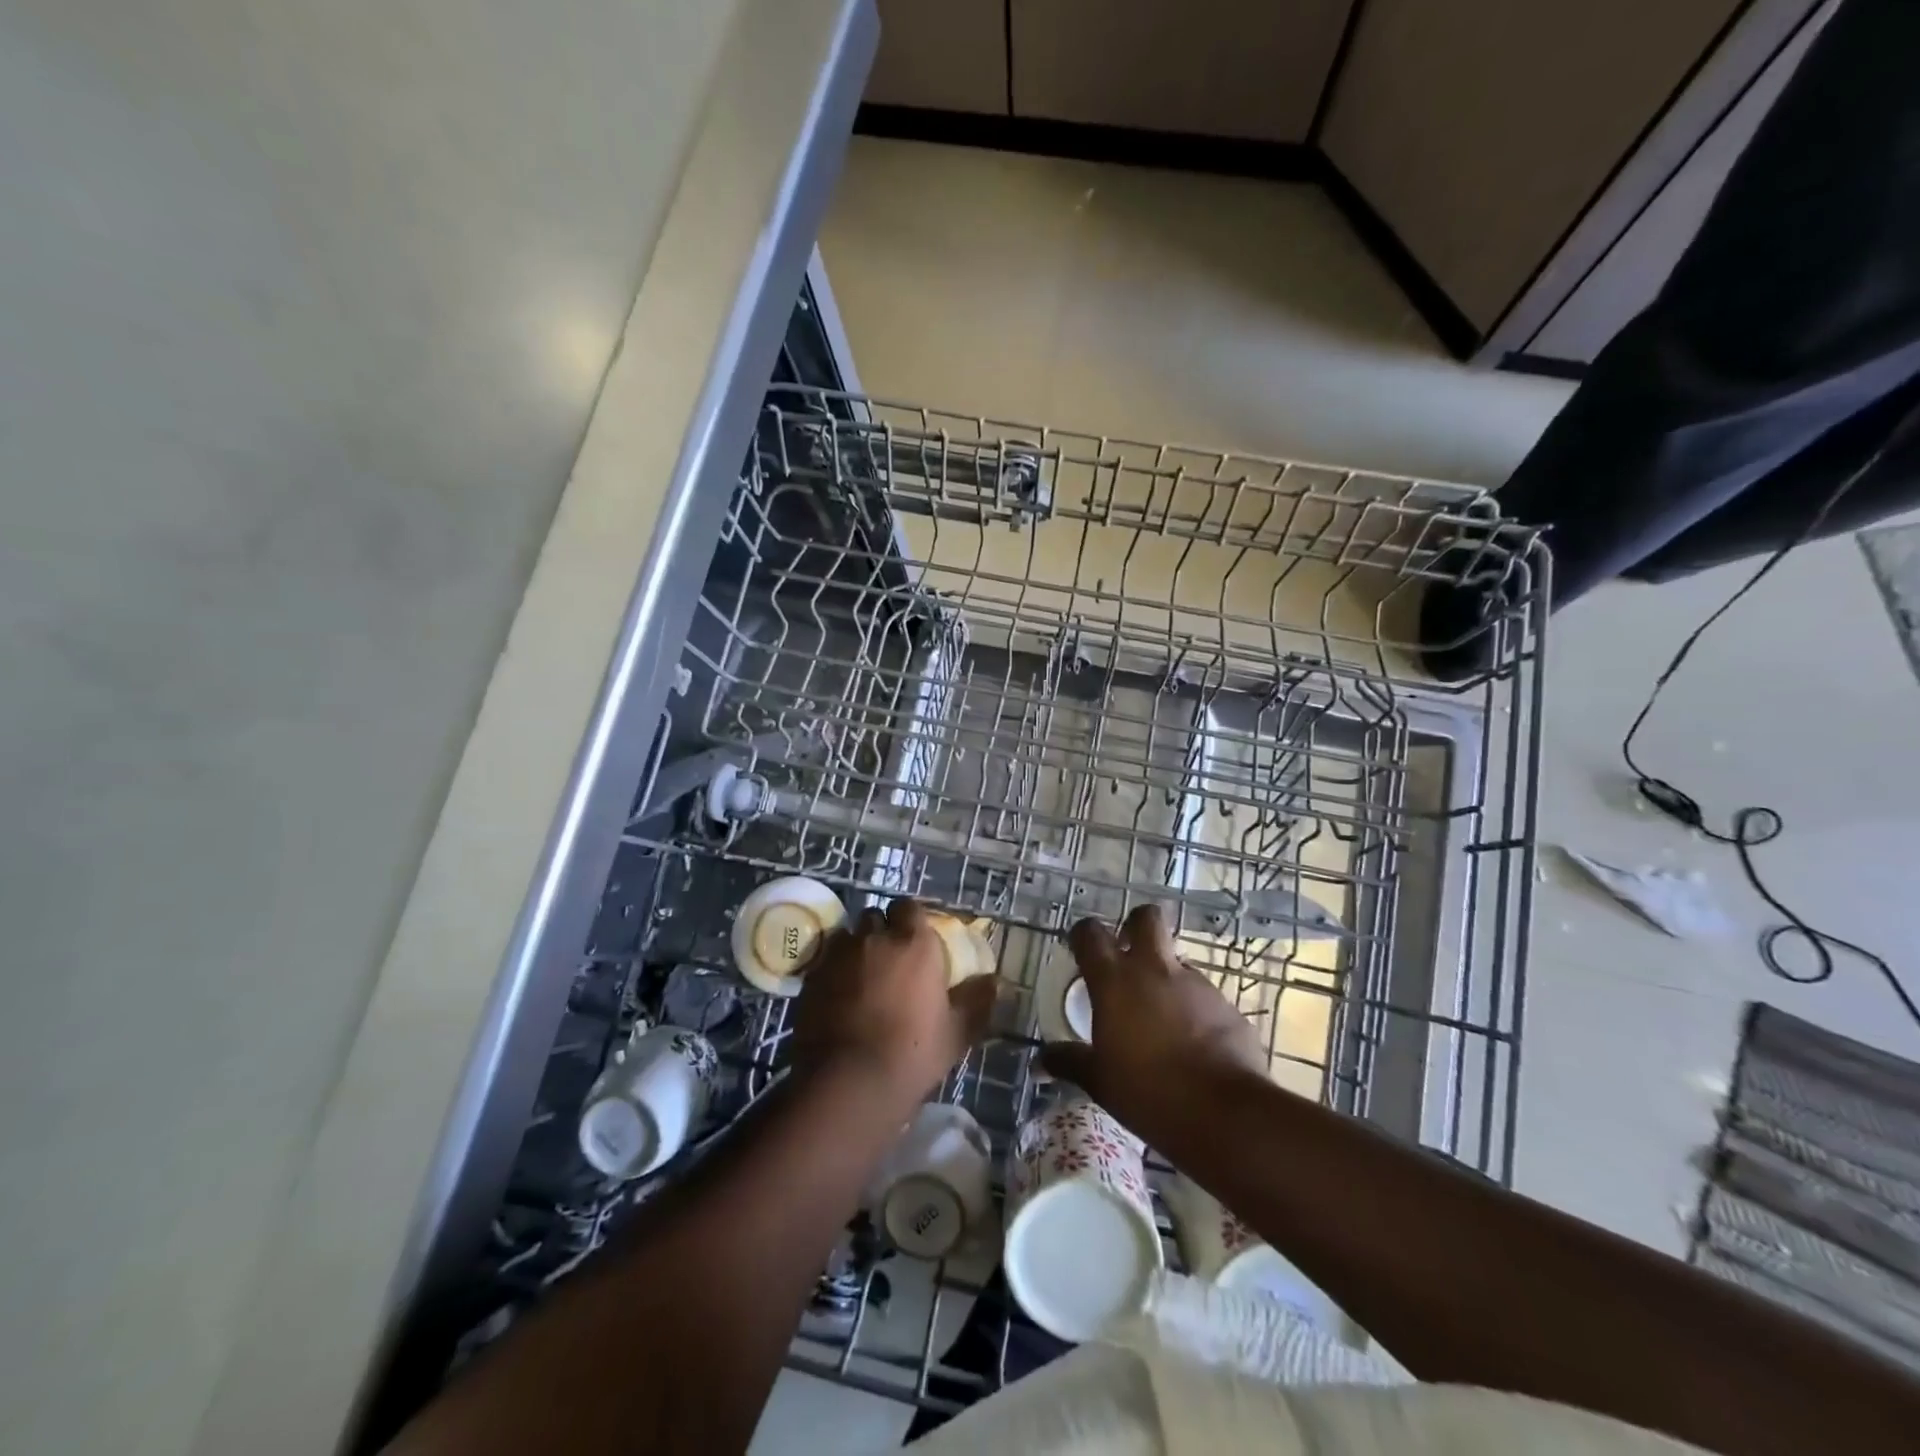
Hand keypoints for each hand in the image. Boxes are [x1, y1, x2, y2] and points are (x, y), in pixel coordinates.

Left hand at [791, 898, 996, 1108]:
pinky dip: (832, 971)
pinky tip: (837, 996)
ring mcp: (838, 955)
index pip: (909, 907)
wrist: (849, 1083)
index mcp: (913, 943)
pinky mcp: (811, 976)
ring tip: (860, 977)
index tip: (914, 940)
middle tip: (888, 959)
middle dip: (880, 932)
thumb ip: (977, 1001)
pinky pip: (825, 961)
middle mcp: (874, 937)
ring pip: (848, 937)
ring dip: (855, 949)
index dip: (910, 920)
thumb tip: (994, 981)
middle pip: (875, 917)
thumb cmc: (913, 1053)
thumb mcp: (957, 1032)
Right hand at [1043, 904, 1266, 1131]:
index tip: (1079, 950)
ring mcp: (1196, 984)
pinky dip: (1193, 1009)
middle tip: (1127, 955)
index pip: (1091, 934)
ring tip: (1159, 1017)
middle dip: (1135, 927)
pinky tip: (1192, 1043)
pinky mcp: (1226, 1006)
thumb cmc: (1149, 1092)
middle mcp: (1155, 970)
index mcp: (1115, 981)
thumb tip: (1040, 1062)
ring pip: (1177, 961)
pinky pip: (1203, 996)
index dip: (1083, 936)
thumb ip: (1070, 1063)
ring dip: (1165, 977)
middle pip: (1146, 918)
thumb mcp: (1100, 1081)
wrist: (1226, 1114)